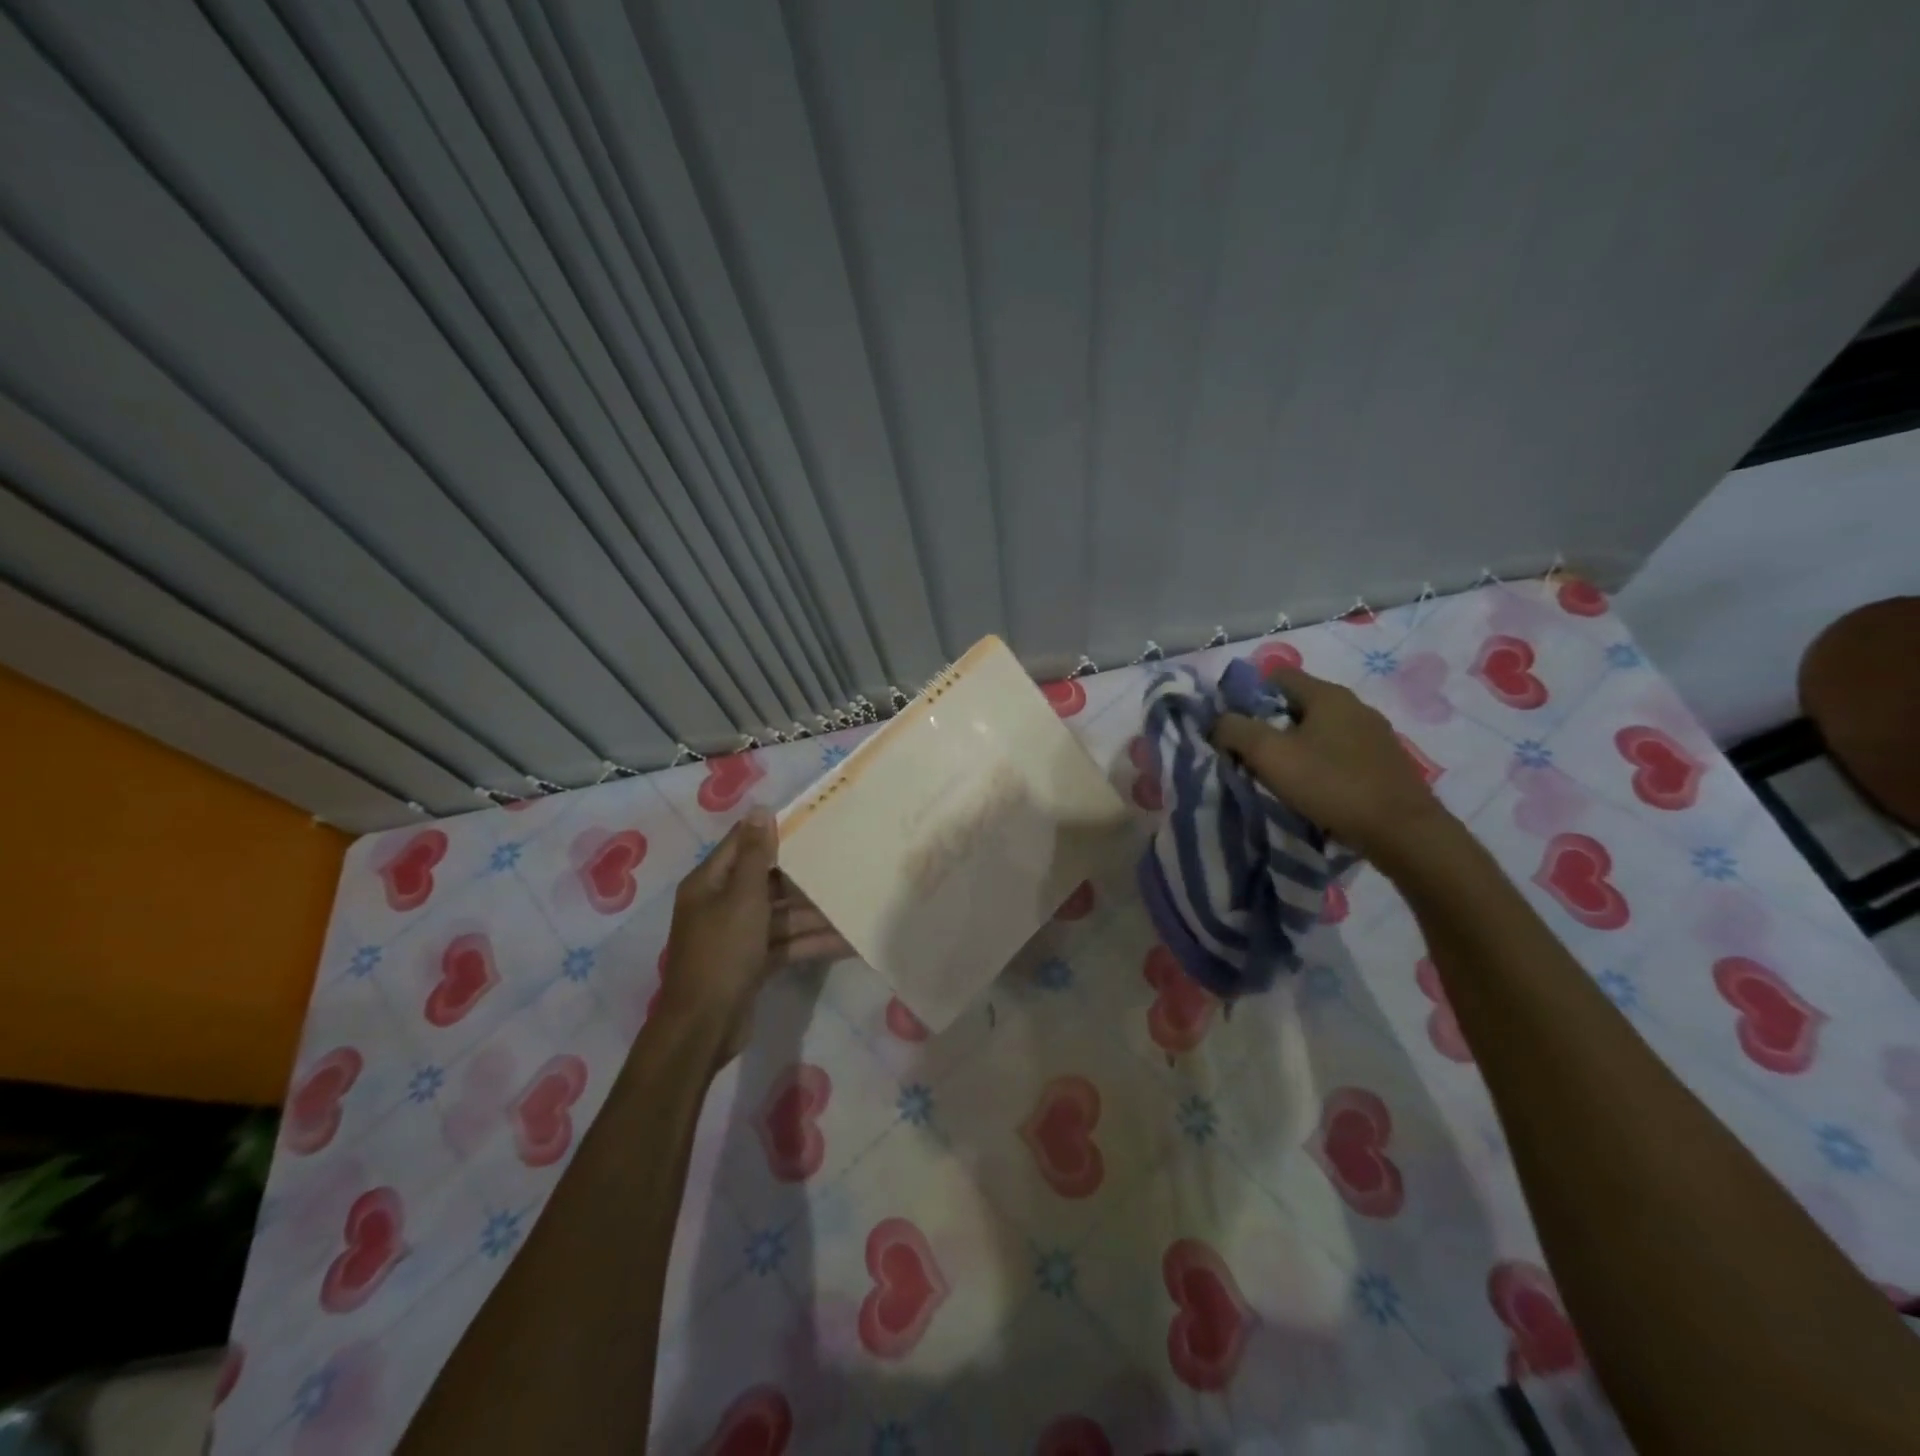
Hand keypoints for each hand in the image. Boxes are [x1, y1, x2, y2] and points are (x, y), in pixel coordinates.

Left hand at [656, 808, 851, 1060]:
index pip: (743, 845)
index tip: (811, 820)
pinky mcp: (753, 962)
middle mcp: (721, 904)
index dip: (773, 832)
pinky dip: (810, 942)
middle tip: (843, 861)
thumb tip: (759, 809)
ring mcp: (738, 935)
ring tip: (853, 904)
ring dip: (813, 913)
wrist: (704, 1026)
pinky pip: (785, 943)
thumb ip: (756, 856)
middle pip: (767, 881)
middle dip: (803, 877)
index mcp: (710, 883)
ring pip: (781, 914)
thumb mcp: (742, 898)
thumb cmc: (722, 952)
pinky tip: (846, 940)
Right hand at [1210, 665, 1453, 865]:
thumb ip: (1235, 730)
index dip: (1248, 694)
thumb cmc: (1331, 784)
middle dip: (1270, 724)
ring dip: (1296, 746)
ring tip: (1279, 775)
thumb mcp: (1269, 755)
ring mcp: (1375, 735)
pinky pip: (1340, 753)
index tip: (1232, 724)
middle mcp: (1354, 706)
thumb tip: (1219, 722)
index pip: (1277, 675)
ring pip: (1320, 730)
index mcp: (1327, 695)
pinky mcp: (1385, 763)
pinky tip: (1314, 789)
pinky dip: (1321, 763)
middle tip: (1250, 754)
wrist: (1403, 832)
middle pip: (1298, 704)